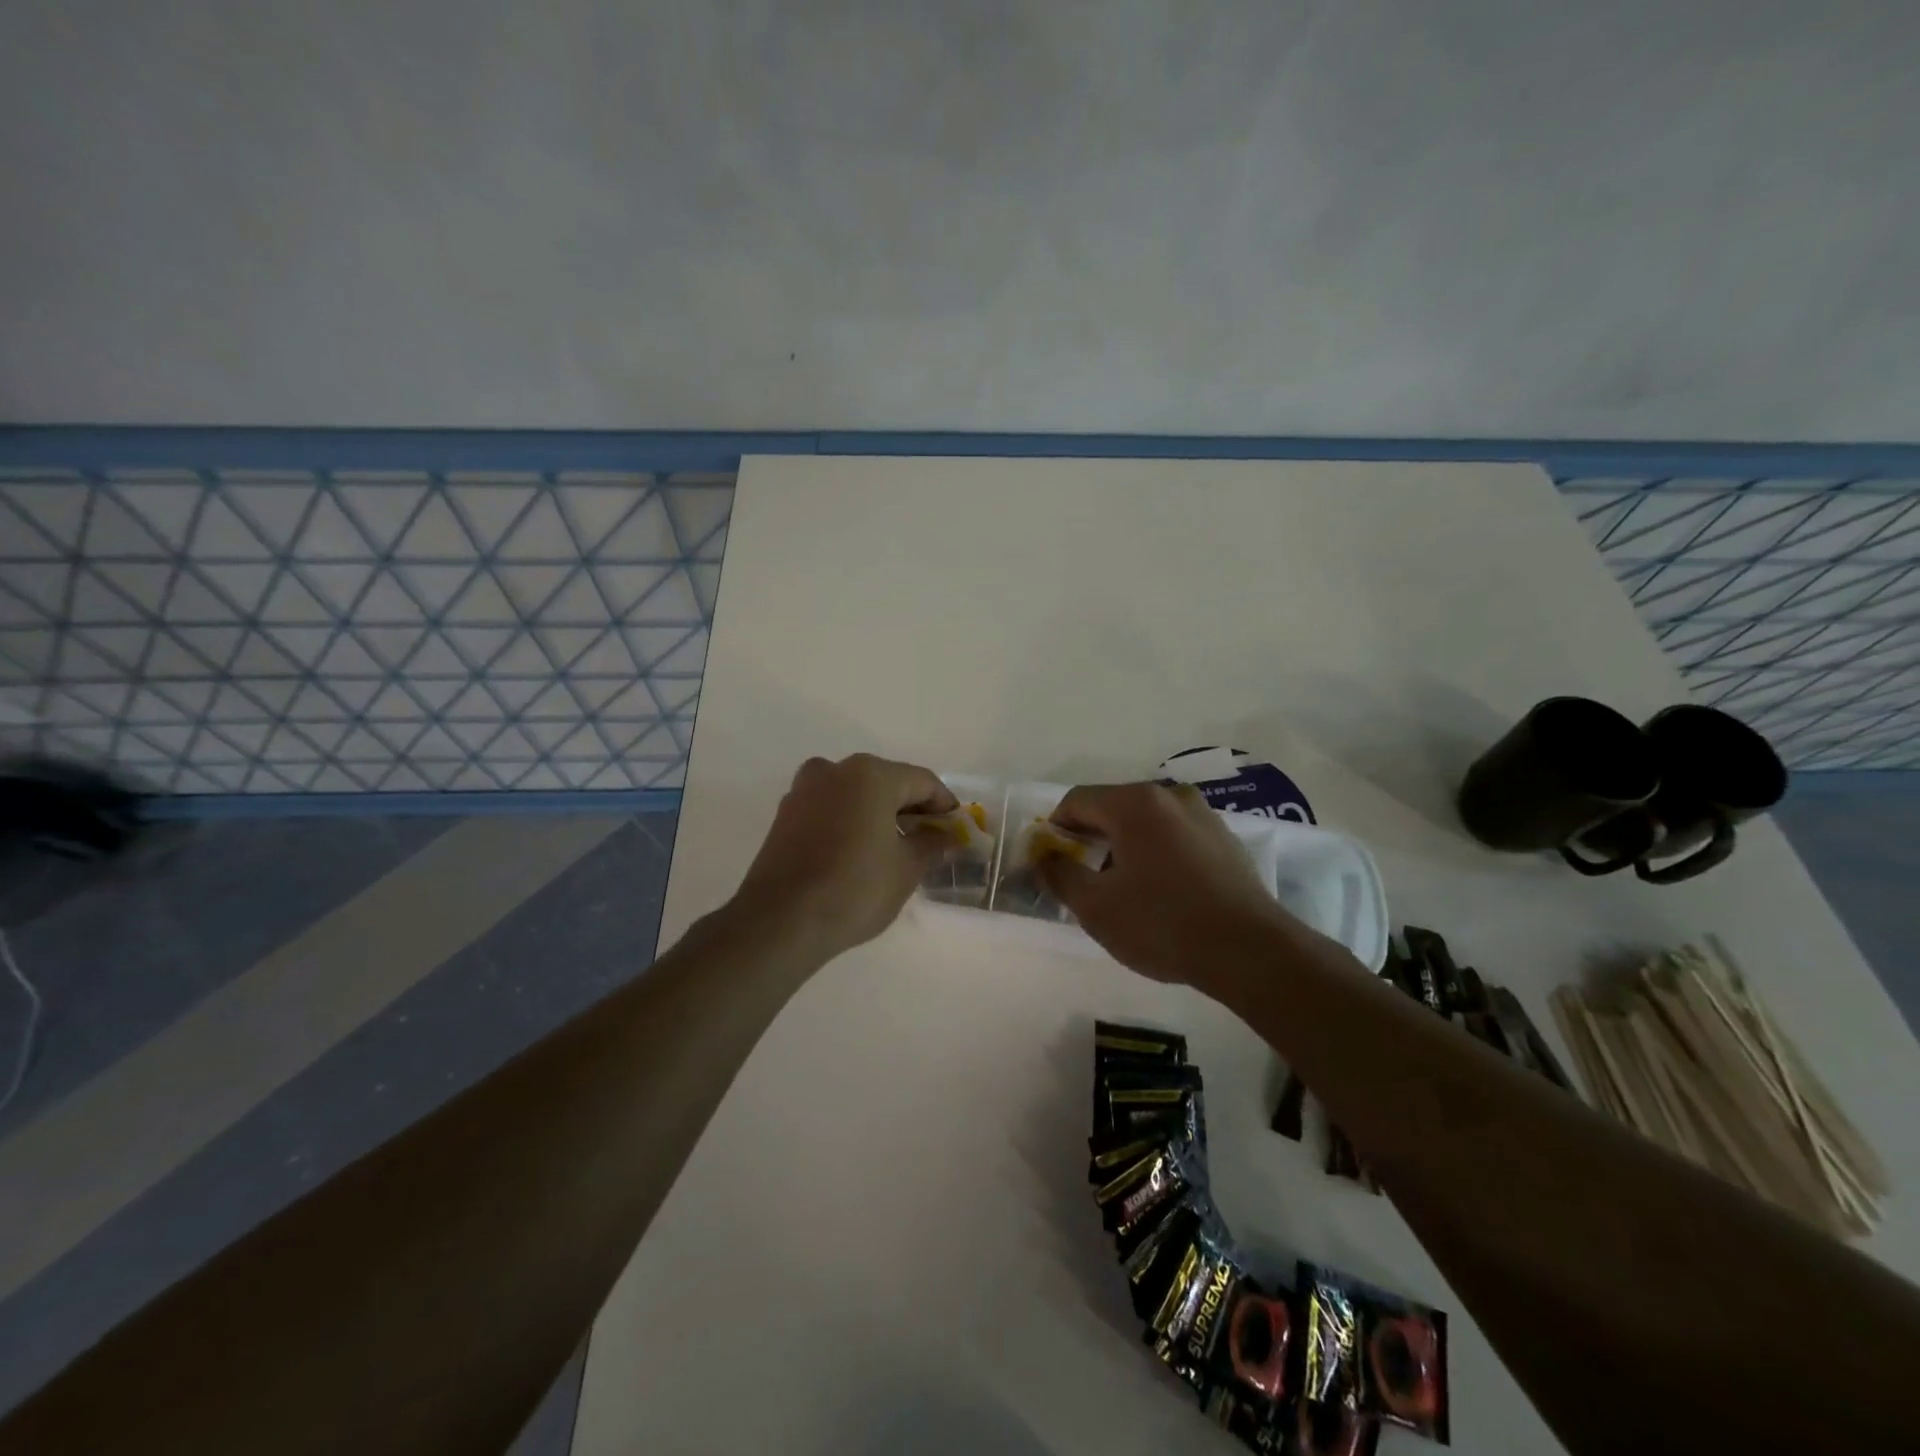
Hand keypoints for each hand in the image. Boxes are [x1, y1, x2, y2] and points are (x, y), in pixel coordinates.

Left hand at [736, 754, 957, 961]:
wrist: (780, 920)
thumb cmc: (855, 888)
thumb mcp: (906, 869)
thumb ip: (931, 844)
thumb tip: (945, 836)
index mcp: (870, 774)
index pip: (922, 782)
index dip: (944, 806)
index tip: (956, 831)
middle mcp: (835, 770)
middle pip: (887, 783)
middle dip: (910, 809)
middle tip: (929, 841)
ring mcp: (804, 790)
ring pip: (855, 794)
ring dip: (878, 815)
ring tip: (894, 849)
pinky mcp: (785, 815)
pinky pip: (830, 809)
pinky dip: (850, 822)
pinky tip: (859, 853)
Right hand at [1039, 782, 1295, 989]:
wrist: (1250, 952)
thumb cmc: (1162, 923)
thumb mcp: (1096, 906)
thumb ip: (1060, 875)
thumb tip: (1043, 859)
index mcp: (1134, 803)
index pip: (1077, 801)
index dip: (1055, 829)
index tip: (1050, 862)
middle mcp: (1170, 796)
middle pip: (1112, 808)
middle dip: (1089, 839)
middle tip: (1080, 879)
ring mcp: (1203, 815)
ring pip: (1145, 823)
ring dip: (1123, 848)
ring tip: (1121, 890)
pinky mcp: (1225, 840)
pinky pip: (1174, 837)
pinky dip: (1155, 854)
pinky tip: (1160, 893)